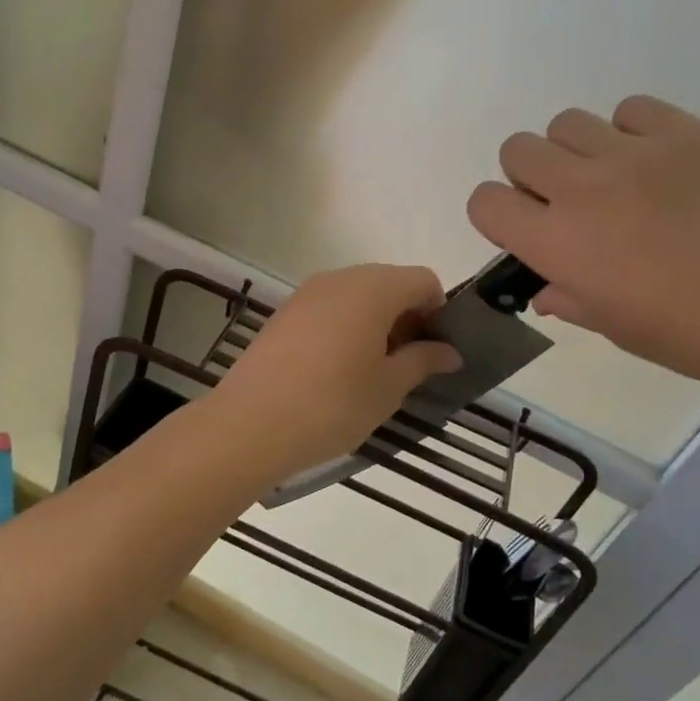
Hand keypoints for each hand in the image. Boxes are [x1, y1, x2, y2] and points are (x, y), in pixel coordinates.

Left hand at [215, 265, 463, 474]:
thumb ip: (423, 361)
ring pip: (358, 294)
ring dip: (376, 321)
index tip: (434, 350)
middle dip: (407, 316)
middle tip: (408, 363)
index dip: (438, 311)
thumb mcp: (388, 387)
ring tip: (372, 369)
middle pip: (390, 282)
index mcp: (374, 288)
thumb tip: (449, 351)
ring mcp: (308, 292)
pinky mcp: (286, 311)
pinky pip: (330, 306)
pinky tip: (337, 368)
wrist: (250, 422)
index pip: (423, 280)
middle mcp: (341, 278)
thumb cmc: (332, 403)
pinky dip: (346, 325)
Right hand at [467, 95, 699, 401]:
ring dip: (578, 151)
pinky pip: (631, 109)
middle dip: (532, 177)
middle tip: (571, 204)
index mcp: (557, 243)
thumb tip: (546, 287)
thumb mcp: (614, 328)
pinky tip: (659, 163)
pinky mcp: (686, 132)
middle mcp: (583, 188)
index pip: (484, 201)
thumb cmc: (694, 336)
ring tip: (618, 179)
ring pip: (567, 122)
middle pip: (517, 149)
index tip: (527, 229)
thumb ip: (567, 298)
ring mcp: (636, 154)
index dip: (499, 215)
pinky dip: (633, 130)